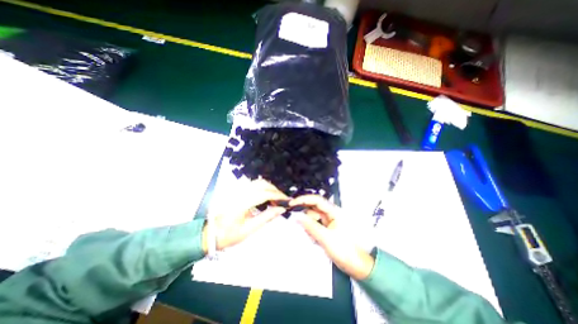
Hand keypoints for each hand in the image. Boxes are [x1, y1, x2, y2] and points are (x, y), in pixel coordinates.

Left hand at [203, 180, 289, 249]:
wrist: (211, 233)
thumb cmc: (229, 234)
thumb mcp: (249, 229)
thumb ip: (266, 217)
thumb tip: (281, 209)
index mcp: (242, 202)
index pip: (265, 194)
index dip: (278, 196)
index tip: (287, 201)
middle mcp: (240, 192)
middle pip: (263, 184)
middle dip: (275, 191)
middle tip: (283, 201)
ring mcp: (238, 190)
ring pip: (259, 182)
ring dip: (270, 188)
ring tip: (276, 199)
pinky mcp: (238, 191)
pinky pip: (254, 185)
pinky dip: (264, 188)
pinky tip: (267, 197)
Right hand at [289, 194, 374, 280]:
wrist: (357, 266)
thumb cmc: (346, 252)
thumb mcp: (326, 238)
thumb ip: (311, 226)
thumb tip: (297, 216)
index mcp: (334, 212)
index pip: (316, 200)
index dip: (303, 200)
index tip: (292, 204)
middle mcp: (331, 213)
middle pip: (313, 208)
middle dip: (306, 216)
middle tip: (299, 224)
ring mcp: (329, 221)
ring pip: (313, 217)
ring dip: (309, 226)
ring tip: (314, 238)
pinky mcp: (327, 227)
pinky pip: (315, 224)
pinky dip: (311, 230)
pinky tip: (315, 239)